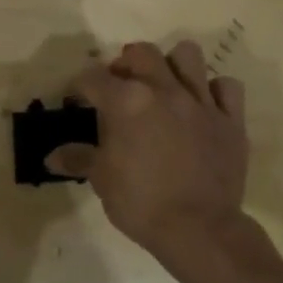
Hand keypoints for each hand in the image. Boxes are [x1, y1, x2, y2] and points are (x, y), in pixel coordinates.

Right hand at [47, 41, 249, 268]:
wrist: (199, 229)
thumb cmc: (141, 203)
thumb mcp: (101, 180)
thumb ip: (78, 159)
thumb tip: (51, 157)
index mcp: (127, 101)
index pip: (93, 77)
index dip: (80, 87)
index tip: (78, 100)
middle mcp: (164, 90)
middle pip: (141, 53)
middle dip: (125, 64)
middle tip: (121, 86)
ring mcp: (201, 102)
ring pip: (187, 55)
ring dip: (172, 65)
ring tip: (164, 85)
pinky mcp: (231, 119)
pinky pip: (227, 86)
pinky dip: (214, 91)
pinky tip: (203, 105)